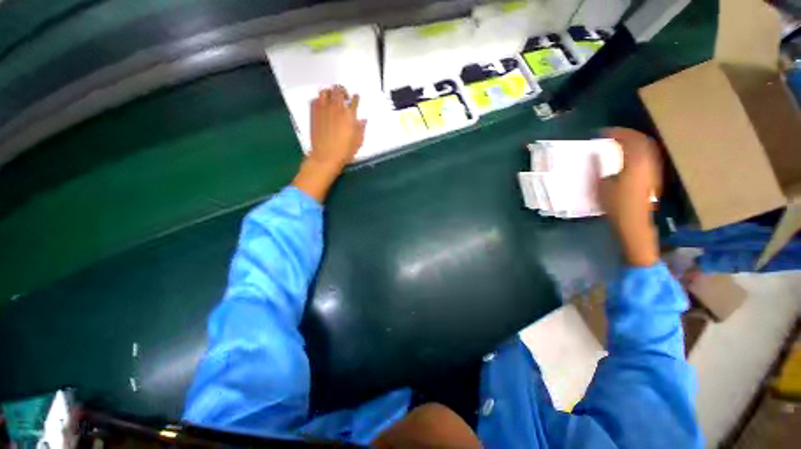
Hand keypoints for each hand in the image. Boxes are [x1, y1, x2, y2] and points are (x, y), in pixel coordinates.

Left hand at [292, 85, 366, 202]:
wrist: (326, 156)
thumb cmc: (345, 151)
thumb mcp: (358, 141)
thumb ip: (361, 128)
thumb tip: (363, 120)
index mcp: (349, 114)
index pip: (354, 100)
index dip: (356, 98)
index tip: (356, 98)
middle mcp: (336, 107)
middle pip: (339, 90)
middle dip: (343, 91)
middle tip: (344, 97)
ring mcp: (324, 109)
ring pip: (325, 91)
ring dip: (330, 92)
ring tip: (332, 98)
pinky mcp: (314, 112)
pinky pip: (315, 99)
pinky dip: (320, 99)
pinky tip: (323, 105)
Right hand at [599, 128, 661, 266]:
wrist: (634, 222)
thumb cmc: (615, 204)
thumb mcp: (601, 185)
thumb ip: (598, 167)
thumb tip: (594, 154)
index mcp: (635, 162)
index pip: (628, 140)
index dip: (615, 133)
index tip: (602, 133)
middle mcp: (648, 162)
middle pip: (642, 140)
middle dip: (627, 134)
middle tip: (612, 135)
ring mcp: (653, 169)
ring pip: (647, 147)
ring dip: (634, 141)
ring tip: (619, 143)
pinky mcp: (653, 176)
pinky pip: (648, 156)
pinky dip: (638, 150)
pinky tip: (629, 156)